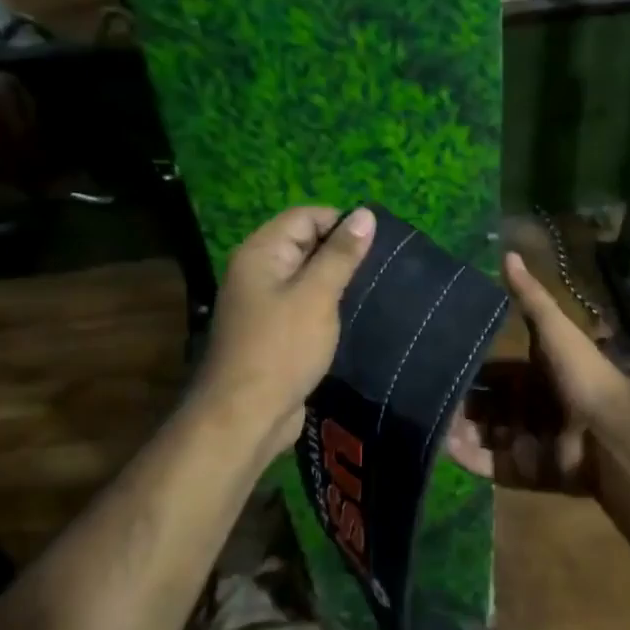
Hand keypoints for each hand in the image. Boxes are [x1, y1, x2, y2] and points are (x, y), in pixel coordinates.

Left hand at [195, 205, 376, 455]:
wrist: (246, 416)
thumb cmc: (282, 348)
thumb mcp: (317, 296)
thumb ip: (341, 254)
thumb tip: (365, 213)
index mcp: (260, 253)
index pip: (304, 217)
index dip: (341, 223)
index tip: (378, 243)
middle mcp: (258, 273)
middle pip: (305, 245)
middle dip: (342, 253)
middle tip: (383, 268)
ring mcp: (264, 305)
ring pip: (308, 279)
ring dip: (338, 283)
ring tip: (376, 290)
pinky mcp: (275, 334)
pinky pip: (305, 307)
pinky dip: (328, 308)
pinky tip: (356, 317)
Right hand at [445, 252, 628, 492]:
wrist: (608, 431)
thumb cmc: (580, 374)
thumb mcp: (553, 328)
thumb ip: (530, 297)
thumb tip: (508, 253)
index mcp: (533, 377)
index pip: (492, 375)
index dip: (467, 371)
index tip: (434, 364)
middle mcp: (527, 409)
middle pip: (483, 407)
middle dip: (456, 403)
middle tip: (420, 395)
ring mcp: (524, 442)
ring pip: (480, 436)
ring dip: (454, 429)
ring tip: (423, 420)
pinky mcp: (523, 471)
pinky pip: (488, 465)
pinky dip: (466, 456)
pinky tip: (442, 445)